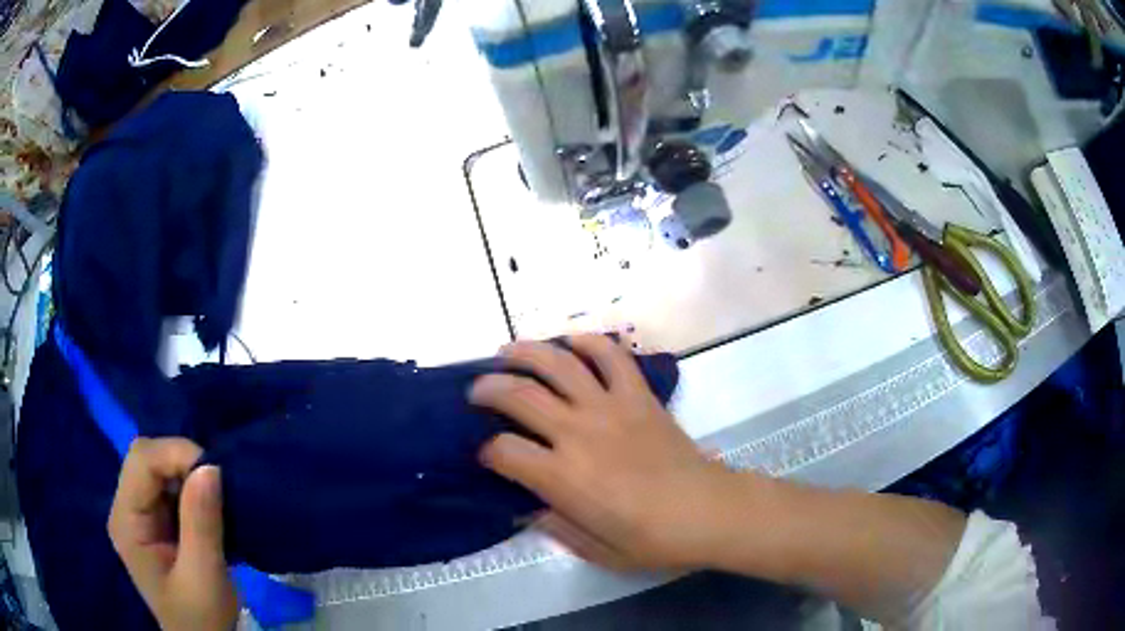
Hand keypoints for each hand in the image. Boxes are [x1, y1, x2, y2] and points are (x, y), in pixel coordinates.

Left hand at [108, 438, 238, 630]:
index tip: (217, 473)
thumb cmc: (201, 618)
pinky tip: (209, 507)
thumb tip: (210, 467)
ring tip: (218, 497)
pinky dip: (192, 489)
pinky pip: (170, 486)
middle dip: (183, 462)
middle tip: (219, 484)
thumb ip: (201, 524)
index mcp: (126, 521)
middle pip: (147, 458)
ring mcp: (139, 513)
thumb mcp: (204, 577)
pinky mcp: (155, 520)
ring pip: (159, 467)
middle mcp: (125, 508)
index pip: (141, 461)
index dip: (176, 454)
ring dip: (190, 475)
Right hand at [470, 335, 742, 570]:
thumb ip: (555, 527)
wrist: (708, 512)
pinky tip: (572, 341)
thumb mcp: (597, 550)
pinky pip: (612, 357)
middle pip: (519, 395)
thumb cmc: (653, 540)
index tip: (486, 454)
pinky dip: (590, 342)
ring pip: (559, 364)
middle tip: (477, 390)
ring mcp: (611, 407)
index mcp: (563, 477)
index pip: (504, 451)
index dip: (487, 451)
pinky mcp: (639, 396)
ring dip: (526, 352)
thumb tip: (525, 509)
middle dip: (489, 388)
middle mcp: (579, 433)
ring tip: (507, 352)